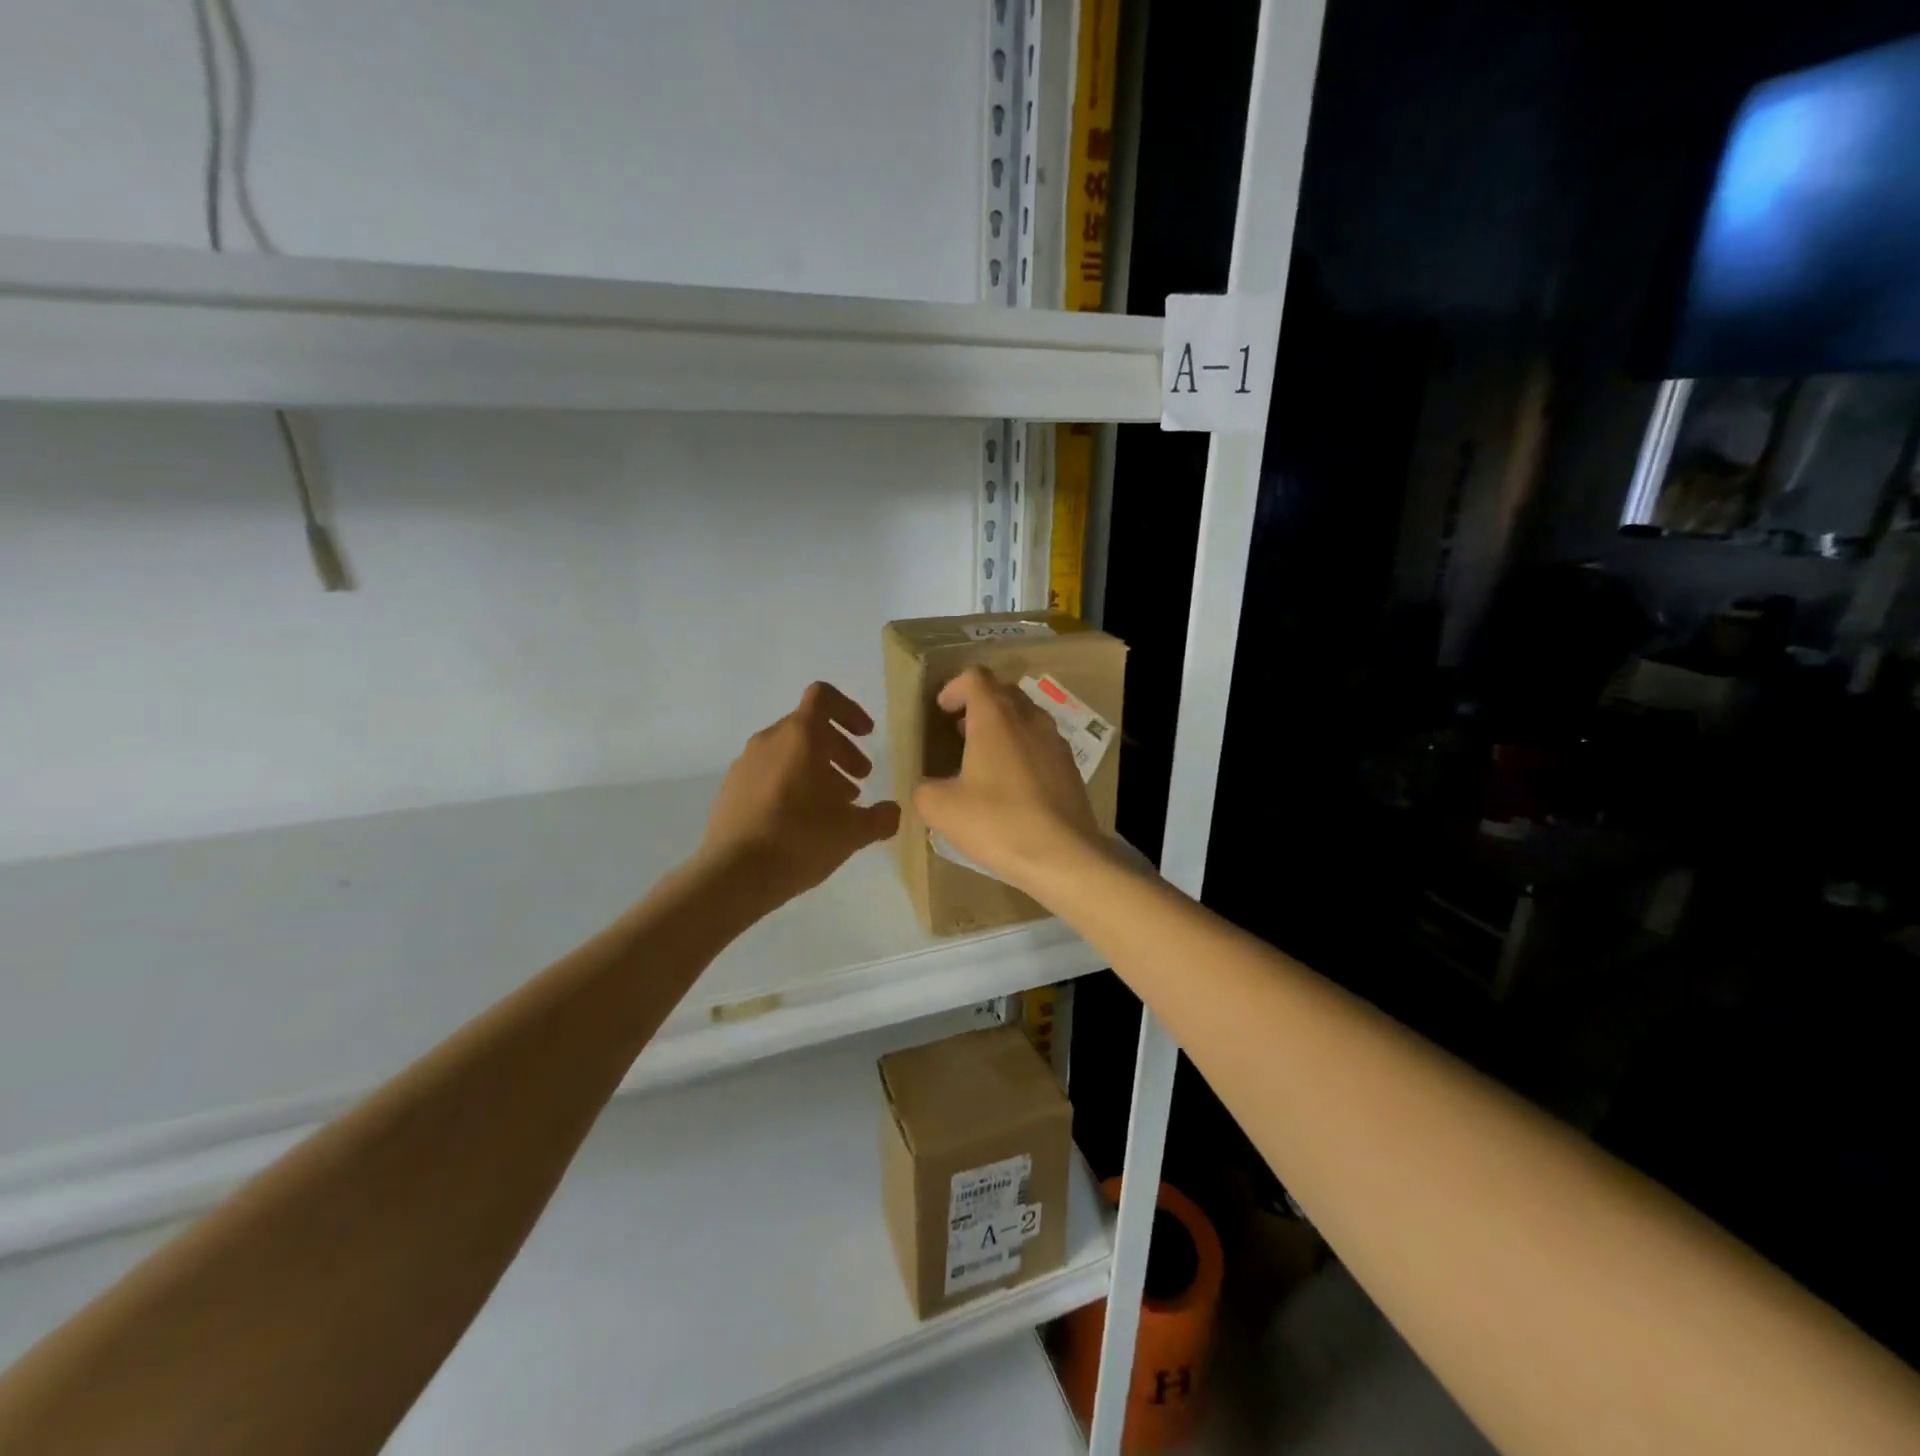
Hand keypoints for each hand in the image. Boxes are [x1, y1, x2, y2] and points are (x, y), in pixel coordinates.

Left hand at [699, 682, 900, 906]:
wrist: (733, 875)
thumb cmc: (800, 839)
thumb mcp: (852, 832)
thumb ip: (880, 817)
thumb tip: (892, 812)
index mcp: (800, 736)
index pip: (823, 697)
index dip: (850, 710)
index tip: (866, 735)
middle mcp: (769, 740)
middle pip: (809, 727)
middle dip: (840, 749)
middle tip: (860, 780)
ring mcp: (745, 764)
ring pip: (788, 752)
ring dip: (817, 769)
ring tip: (834, 806)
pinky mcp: (730, 789)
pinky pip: (768, 773)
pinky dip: (791, 784)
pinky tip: (802, 821)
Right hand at [913, 667, 1106, 894]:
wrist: (1063, 856)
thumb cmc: (998, 822)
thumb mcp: (942, 809)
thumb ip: (924, 789)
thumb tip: (926, 786)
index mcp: (996, 717)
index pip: (975, 677)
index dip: (954, 688)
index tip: (942, 711)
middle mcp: (1029, 718)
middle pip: (1002, 691)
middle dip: (978, 704)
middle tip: (959, 731)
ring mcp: (1055, 741)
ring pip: (1025, 716)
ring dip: (1002, 725)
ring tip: (984, 757)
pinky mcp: (1070, 767)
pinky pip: (1041, 742)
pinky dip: (1022, 748)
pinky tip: (1012, 783)